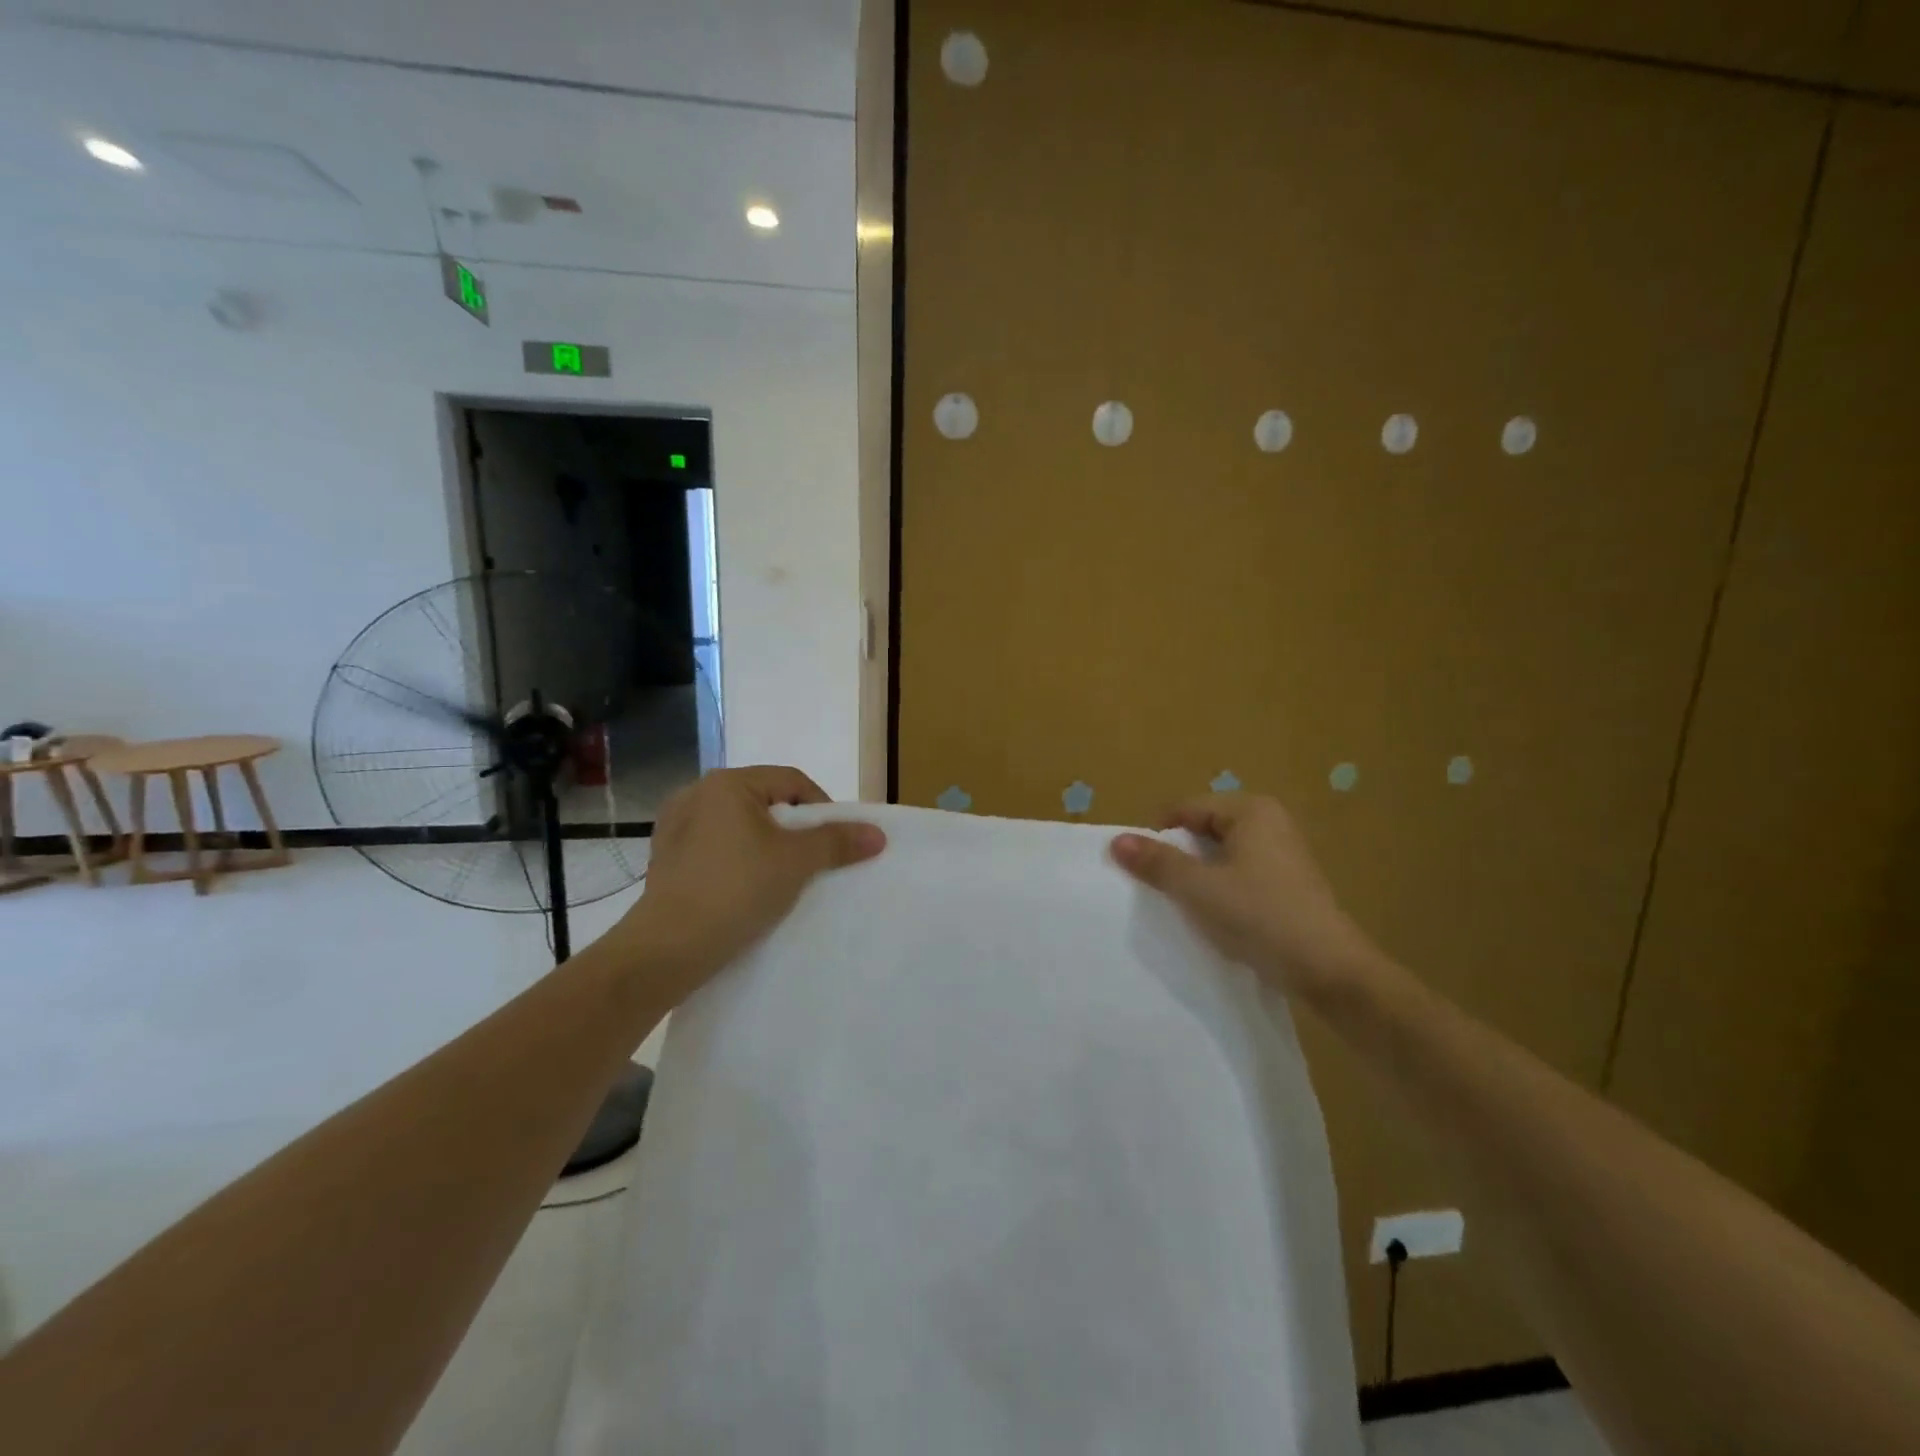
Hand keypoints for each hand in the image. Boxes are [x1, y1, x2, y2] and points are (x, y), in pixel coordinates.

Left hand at [601, 766, 884, 1003]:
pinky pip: (715, 846)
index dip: (822, 808)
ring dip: (765, 844)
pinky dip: (737, 859)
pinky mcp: (665, 857)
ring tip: (780, 875)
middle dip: (793, 827)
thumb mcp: (796, 863)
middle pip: (764, 801)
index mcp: (727, 783)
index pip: (792, 781)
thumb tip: (877, 833)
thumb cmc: (736, 890)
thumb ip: (837, 842)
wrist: (667, 949)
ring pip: (739, 825)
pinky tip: (745, 887)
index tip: (836, 841)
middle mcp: (696, 793)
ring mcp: (674, 826)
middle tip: (812, 859)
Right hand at [1110, 794, 1378, 1002]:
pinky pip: (1241, 876)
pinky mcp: (1288, 886)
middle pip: (1204, 830)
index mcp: (1252, 811)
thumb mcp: (1198, 888)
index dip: (1158, 834)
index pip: (1187, 809)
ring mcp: (1283, 855)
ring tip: (1182, 903)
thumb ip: (1157, 862)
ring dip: (1198, 876)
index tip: (1138, 866)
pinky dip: (1221, 890)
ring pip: (1222, 856)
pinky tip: (1213, 917)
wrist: (1329, 971)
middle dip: (1178, 855)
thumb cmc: (1260, 916)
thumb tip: (1117, 840)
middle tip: (1157, 886)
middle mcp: (1270, 823)